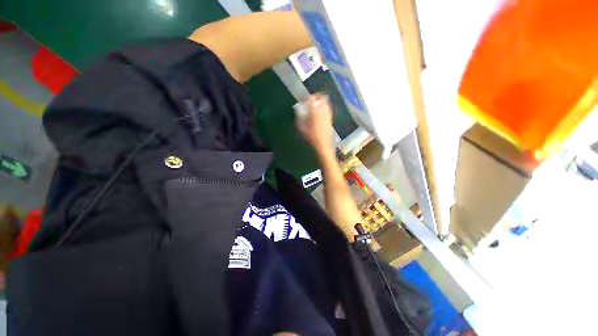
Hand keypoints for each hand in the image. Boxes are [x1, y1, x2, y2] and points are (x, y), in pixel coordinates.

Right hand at [296, 94, 333, 154]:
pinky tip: (320, 113)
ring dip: (321, 102)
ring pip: (326, 102)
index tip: (304, 100)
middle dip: (316, 97)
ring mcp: (328, 114)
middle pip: (321, 97)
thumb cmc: (311, 136)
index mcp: (314, 111)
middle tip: (311, 101)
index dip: (307, 98)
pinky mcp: (330, 118)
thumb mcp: (302, 127)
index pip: (311, 98)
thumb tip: (298, 111)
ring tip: (316, 106)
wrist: (323, 144)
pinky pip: (328, 109)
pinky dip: (324, 108)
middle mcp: (322, 110)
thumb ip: (299, 117)